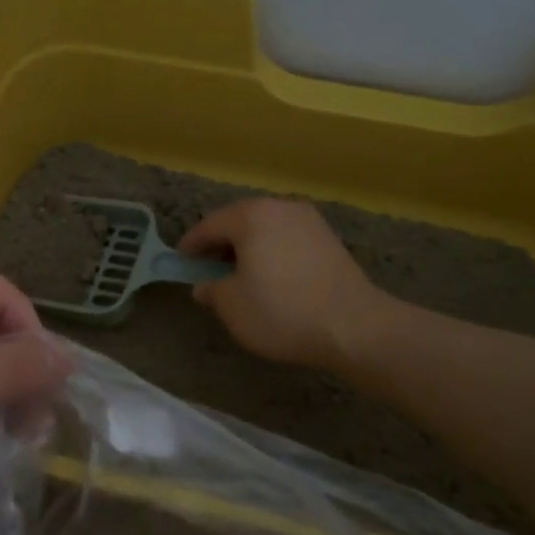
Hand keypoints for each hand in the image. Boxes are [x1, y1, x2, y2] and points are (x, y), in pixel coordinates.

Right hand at [180, 199, 383, 371]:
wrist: (354, 326)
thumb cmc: (282, 311)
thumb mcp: (232, 306)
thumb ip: (212, 290)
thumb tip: (206, 286)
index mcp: (251, 216)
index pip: (209, 225)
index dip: (191, 245)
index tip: (181, 261)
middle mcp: (280, 207)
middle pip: (239, 222)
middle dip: (221, 244)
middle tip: (207, 268)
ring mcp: (309, 221)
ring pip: (266, 229)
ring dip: (248, 248)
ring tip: (239, 275)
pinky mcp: (329, 239)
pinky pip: (288, 239)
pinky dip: (272, 253)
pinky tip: (271, 278)